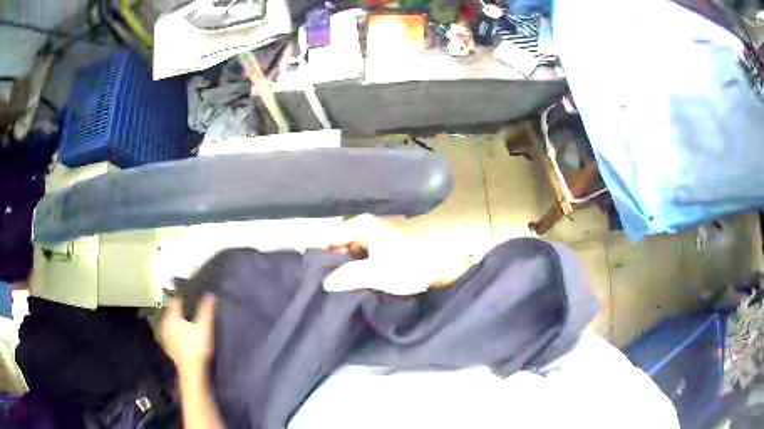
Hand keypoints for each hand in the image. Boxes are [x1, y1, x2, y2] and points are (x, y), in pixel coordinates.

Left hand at [160, 295, 216, 373]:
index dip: (183, 296)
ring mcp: (165, 335)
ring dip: (176, 319)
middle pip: (171, 310)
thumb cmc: (197, 347)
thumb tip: (210, 294)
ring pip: (170, 321)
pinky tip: (182, 333)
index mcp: (172, 316)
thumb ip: (206, 310)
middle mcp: (165, 323)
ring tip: (186, 319)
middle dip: (179, 307)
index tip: (191, 294)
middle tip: (190, 307)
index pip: (175, 299)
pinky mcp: (167, 345)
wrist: (192, 370)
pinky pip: (170, 331)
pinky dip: (175, 329)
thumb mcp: (204, 327)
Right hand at [324, 215, 469, 294]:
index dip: (322, 253)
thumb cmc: (409, 266)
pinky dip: (360, 264)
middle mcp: (370, 223)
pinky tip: (357, 279)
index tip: (314, 271)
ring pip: (355, 248)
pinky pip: (366, 252)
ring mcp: (380, 232)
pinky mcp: (389, 243)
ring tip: (339, 283)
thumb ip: (348, 276)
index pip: (332, 236)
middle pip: (343, 241)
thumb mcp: (375, 273)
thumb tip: (326, 281)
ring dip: (348, 264)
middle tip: (327, 281)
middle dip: (335, 260)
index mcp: (364, 224)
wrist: (444, 266)